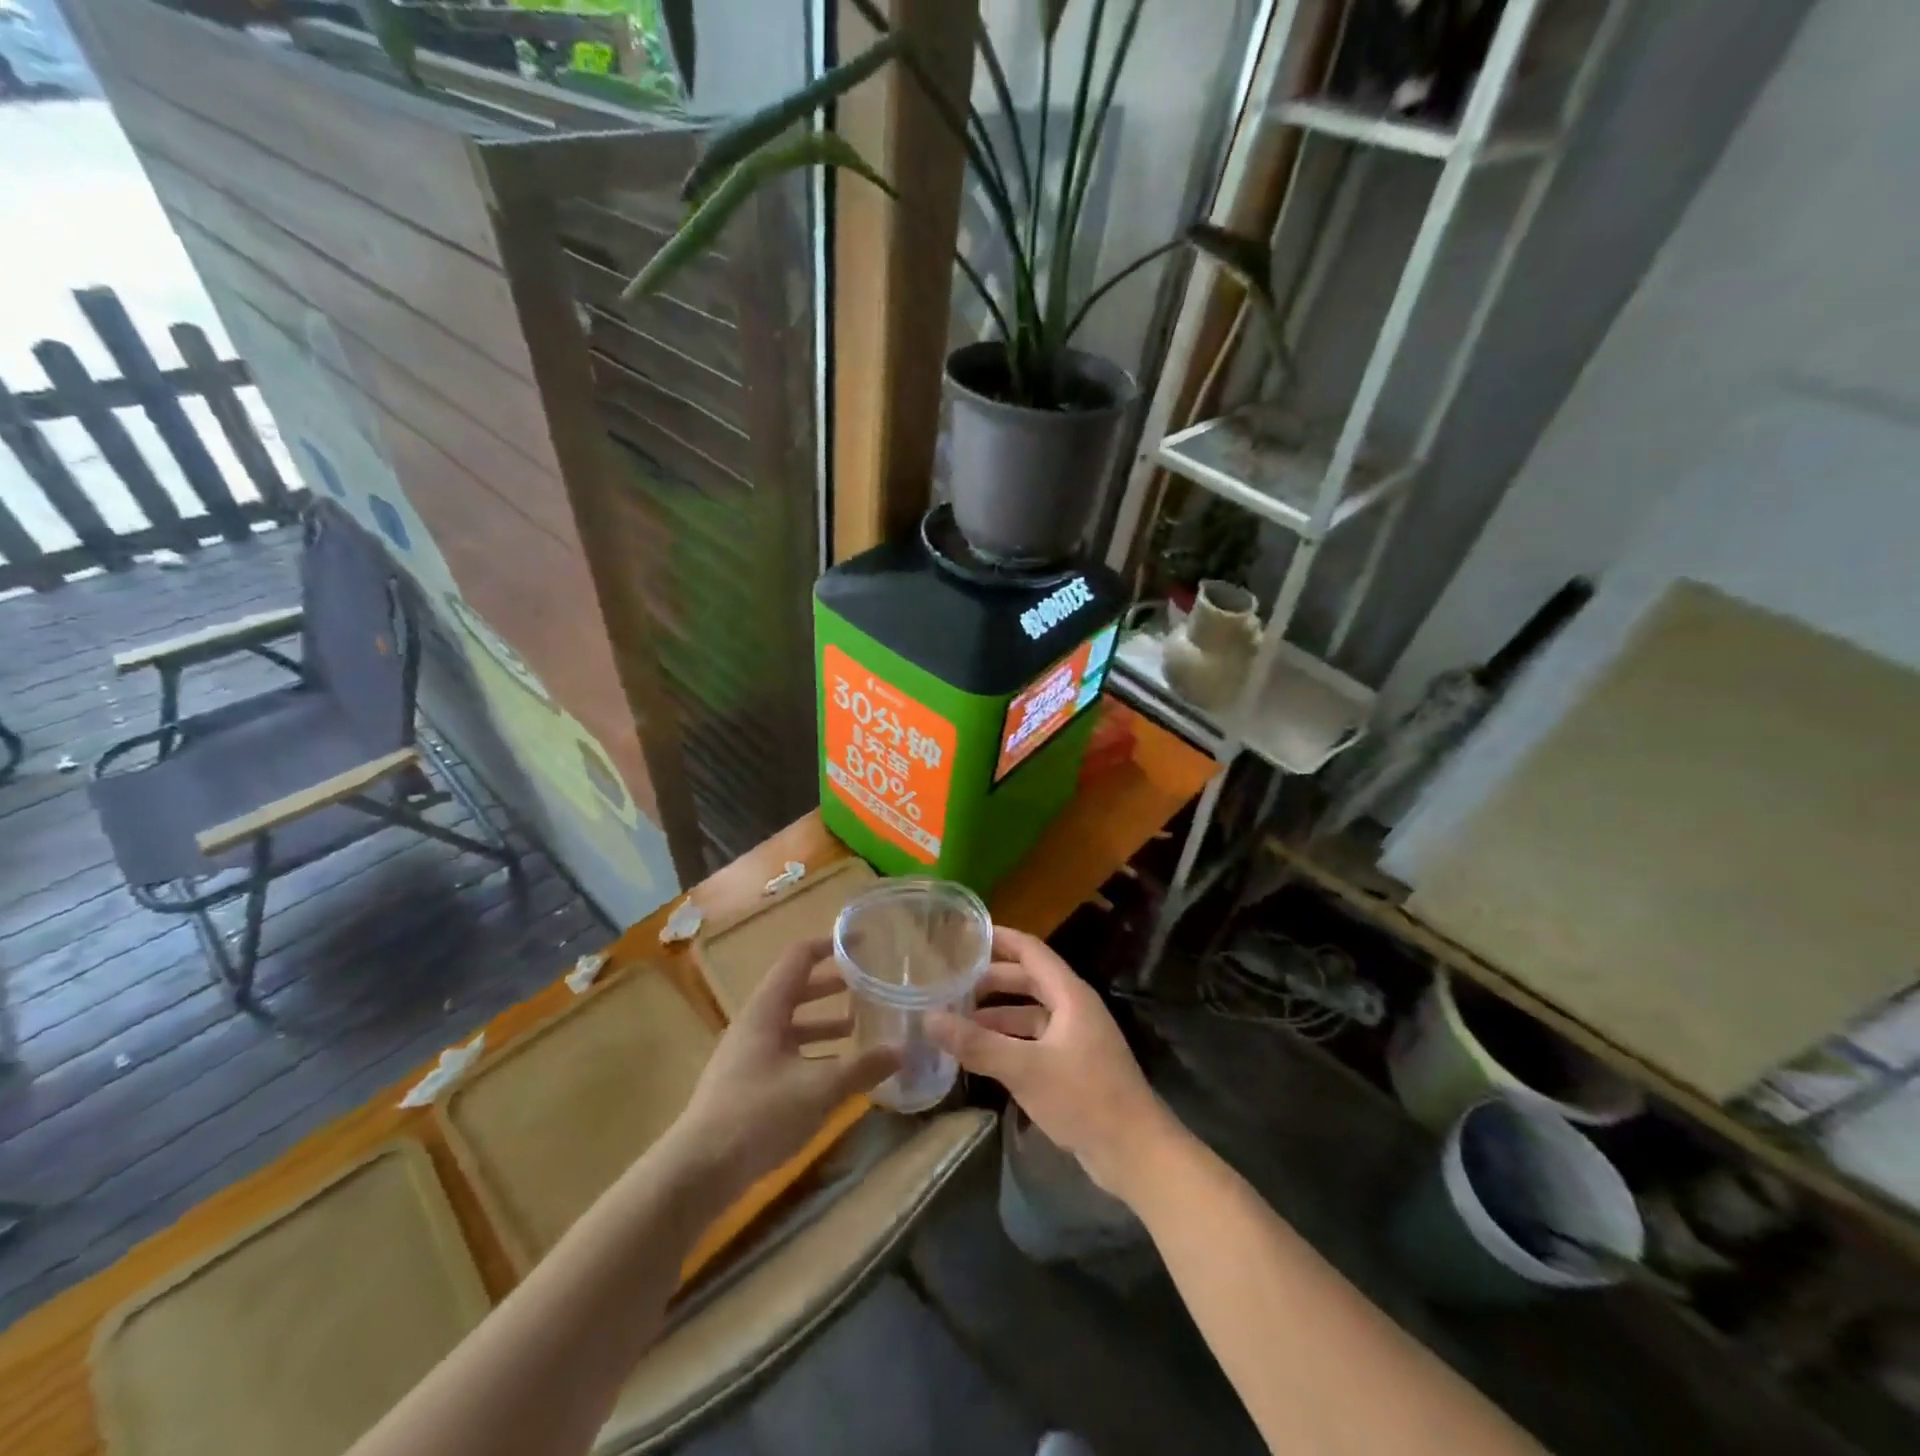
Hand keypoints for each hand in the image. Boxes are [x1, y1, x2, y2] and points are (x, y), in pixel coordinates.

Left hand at [673, 937, 897, 1194]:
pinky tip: (835, 1074)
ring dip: (824, 1022)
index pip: (799, 958)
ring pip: (791, 1024)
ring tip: (859, 1027)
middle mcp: (754, 1023)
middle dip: (832, 986)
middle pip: (796, 989)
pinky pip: (785, 1052)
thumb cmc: (759, 1115)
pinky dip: (812, 1052)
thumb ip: (863, 1067)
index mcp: (766, 1009)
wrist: (698, 1172)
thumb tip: (904, 1050)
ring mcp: (747, 1054)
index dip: (830, 945)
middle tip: (868, 985)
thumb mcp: (819, 1088)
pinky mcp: (746, 1084)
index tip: (862, 943)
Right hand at [927, 926, 1180, 1204]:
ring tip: (956, 1017)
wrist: (1135, 1153)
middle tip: (950, 979)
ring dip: (996, 1013)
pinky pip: (1034, 1039)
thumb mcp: (1025, 1069)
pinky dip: (1008, 1039)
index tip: (964, 933)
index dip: (999, 938)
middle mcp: (1074, 1007)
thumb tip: (929, 1018)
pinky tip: (981, 1053)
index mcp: (1070, 994)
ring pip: (1030, 1013)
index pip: (1030, 950)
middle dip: (991, 979)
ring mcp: (1075, 1037)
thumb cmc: (1084, 1098)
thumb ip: (977, 1044)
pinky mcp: (1073, 1065)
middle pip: (1028, 980)